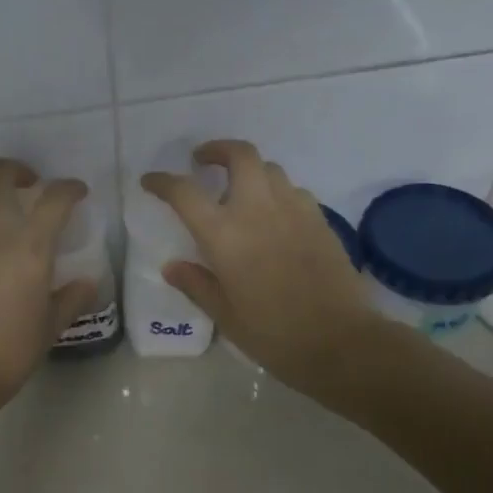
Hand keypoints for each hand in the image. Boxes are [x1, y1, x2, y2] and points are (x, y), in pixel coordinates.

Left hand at [0, 158, 98, 421]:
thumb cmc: (10, 352)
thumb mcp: (50, 327)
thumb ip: (71, 298)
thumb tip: (87, 282)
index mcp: (29, 246)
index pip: (54, 198)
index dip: (70, 188)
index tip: (77, 193)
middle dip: (17, 171)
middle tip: (31, 186)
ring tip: (1, 215)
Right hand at [143, 140, 415, 403]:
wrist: (340, 342)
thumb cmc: (274, 334)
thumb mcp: (225, 315)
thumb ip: (196, 285)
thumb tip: (172, 266)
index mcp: (224, 235)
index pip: (184, 192)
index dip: (162, 182)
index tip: (151, 181)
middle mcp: (258, 210)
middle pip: (240, 155)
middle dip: (218, 150)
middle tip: (203, 161)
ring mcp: (294, 210)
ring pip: (270, 169)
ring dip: (249, 171)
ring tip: (239, 190)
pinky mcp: (320, 219)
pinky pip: (294, 191)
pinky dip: (277, 192)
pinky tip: (274, 216)